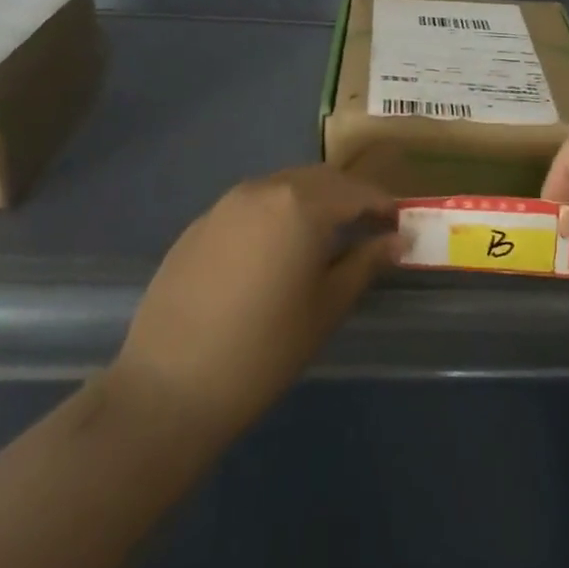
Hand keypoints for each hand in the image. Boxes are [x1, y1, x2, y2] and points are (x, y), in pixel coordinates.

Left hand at [114, 165, 396, 442]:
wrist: (169, 387)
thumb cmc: (265, 349)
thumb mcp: (327, 307)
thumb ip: (366, 263)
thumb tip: (399, 239)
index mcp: (301, 204)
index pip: (356, 192)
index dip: (382, 206)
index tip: (399, 225)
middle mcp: (264, 189)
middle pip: (319, 180)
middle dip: (348, 197)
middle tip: (367, 228)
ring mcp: (226, 204)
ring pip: (283, 187)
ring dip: (311, 201)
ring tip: (324, 237)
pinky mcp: (199, 224)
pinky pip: (251, 205)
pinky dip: (275, 214)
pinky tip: (274, 251)